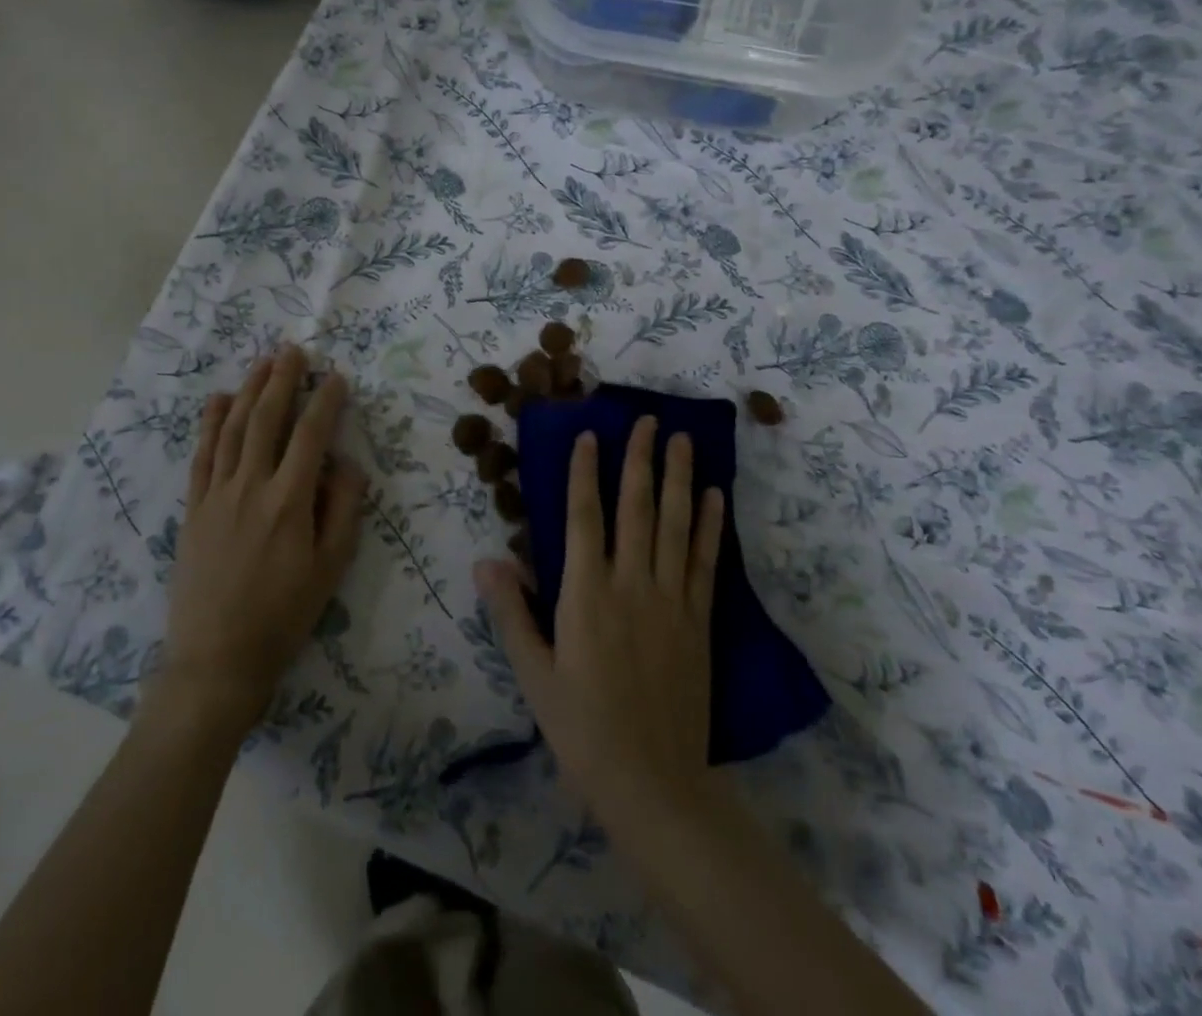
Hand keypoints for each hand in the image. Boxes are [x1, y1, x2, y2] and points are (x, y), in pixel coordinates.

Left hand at [155, 345, 367, 735]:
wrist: (218, 658)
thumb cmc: (284, 615)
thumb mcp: (331, 567)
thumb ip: (343, 508)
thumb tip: (346, 461)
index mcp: (289, 501)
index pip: (311, 435)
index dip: (325, 401)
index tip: (336, 377)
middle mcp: (250, 486)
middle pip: (266, 419)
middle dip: (281, 380)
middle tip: (292, 349)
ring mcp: (216, 494)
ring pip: (232, 428)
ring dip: (248, 390)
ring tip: (261, 362)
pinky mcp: (194, 508)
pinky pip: (202, 454)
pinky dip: (210, 422)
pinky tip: (218, 400)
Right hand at [474, 417, 722, 816]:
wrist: (652, 783)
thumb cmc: (581, 727)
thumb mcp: (534, 674)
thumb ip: (511, 613)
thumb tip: (488, 560)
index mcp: (585, 594)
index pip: (584, 517)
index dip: (587, 473)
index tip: (592, 435)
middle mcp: (630, 584)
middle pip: (636, 508)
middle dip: (640, 459)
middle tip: (648, 419)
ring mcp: (670, 600)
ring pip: (674, 525)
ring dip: (678, 478)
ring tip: (682, 439)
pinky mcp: (698, 620)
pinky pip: (705, 562)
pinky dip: (709, 525)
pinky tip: (713, 496)